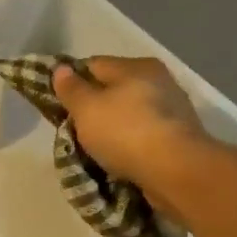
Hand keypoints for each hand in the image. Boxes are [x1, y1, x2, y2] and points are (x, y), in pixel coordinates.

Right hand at [50, 56, 209, 196]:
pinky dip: (129, 143)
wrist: (176, 171)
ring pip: (129, 113)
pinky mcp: (178, 137)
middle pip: (114, 89)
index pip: (94, 65)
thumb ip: (71, 88)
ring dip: (112, 127)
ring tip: (93, 148)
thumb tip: (61, 69)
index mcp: (136, 66)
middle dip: (93, 107)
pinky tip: (118, 157)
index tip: (57, 104)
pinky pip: (142, 134)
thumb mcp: (86, 108)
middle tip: (73, 129)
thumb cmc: (125, 132)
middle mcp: (158, 80)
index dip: (72, 81)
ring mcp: (172, 109)